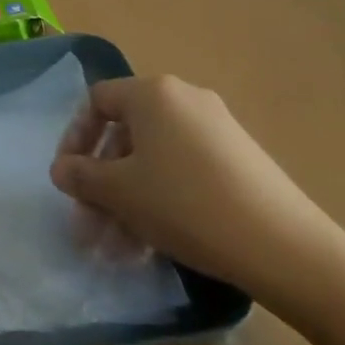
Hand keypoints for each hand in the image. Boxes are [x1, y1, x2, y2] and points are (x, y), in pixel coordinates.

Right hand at [50, 76, 344, 305]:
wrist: (284, 247)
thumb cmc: (185, 205)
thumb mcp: (120, 192)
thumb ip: (81, 176)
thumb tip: (61, 169)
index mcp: (153, 93)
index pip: (97, 101)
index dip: (74, 139)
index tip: (68, 180)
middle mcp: (184, 99)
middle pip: (126, 135)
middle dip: (102, 183)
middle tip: (90, 227)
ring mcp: (216, 128)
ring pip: (154, 159)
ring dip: (128, 200)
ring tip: (117, 251)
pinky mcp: (239, 159)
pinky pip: (183, 170)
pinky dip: (161, 199)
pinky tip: (153, 244)